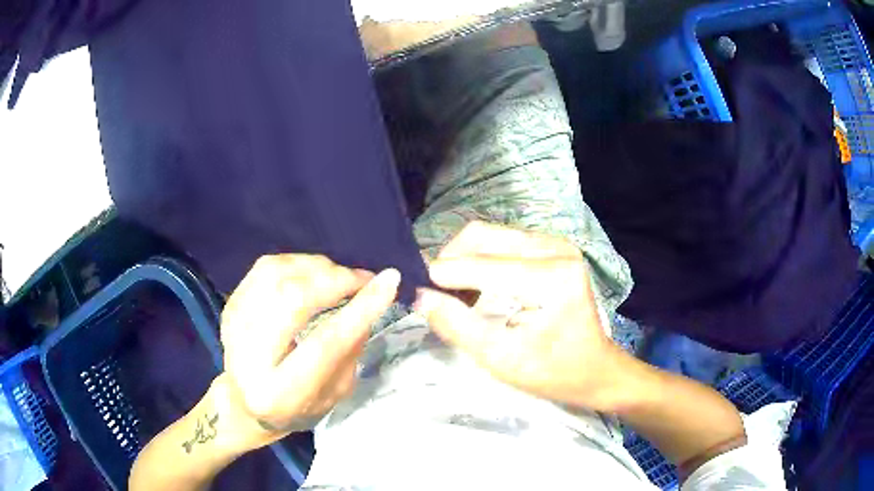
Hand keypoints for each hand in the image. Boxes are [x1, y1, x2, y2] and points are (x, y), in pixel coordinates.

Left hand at [218, 254, 399, 448]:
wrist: (245, 404)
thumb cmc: (296, 407)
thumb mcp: (334, 393)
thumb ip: (350, 350)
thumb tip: (369, 298)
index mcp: (278, 394)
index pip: (324, 344)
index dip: (360, 309)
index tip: (390, 281)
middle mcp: (248, 358)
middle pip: (293, 299)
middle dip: (336, 280)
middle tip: (363, 279)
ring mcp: (233, 327)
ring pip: (278, 275)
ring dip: (318, 267)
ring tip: (340, 277)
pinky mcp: (230, 306)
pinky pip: (266, 268)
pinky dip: (297, 264)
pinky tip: (314, 274)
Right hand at [414, 222, 628, 411]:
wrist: (595, 368)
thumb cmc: (554, 372)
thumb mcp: (502, 360)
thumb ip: (457, 326)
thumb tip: (420, 297)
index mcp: (552, 278)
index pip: (482, 266)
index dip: (441, 276)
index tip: (414, 290)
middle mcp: (555, 249)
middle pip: (482, 236)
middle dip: (450, 261)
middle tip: (434, 293)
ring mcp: (555, 244)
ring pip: (489, 235)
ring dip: (463, 259)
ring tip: (454, 293)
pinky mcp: (551, 248)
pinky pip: (502, 241)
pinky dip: (479, 260)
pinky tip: (475, 287)